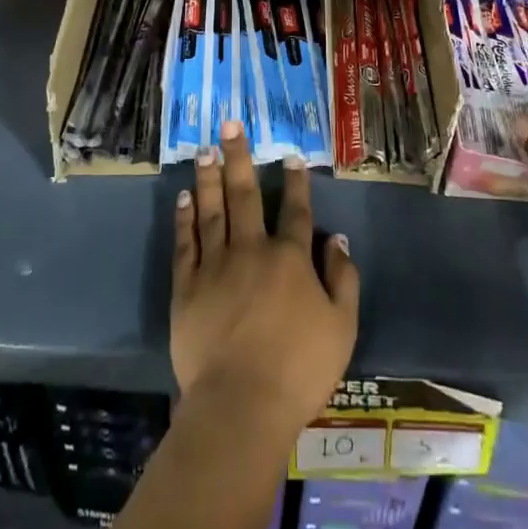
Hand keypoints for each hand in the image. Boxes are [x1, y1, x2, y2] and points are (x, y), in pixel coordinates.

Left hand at [172, 120, 358, 427]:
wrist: (241, 404)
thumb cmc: (299, 369)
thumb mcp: (341, 327)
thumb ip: (343, 279)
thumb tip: (337, 239)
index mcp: (291, 258)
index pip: (296, 210)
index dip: (295, 181)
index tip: (290, 156)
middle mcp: (252, 249)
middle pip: (245, 194)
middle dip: (240, 157)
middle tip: (230, 124)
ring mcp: (216, 265)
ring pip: (212, 209)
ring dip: (209, 177)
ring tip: (206, 149)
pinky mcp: (187, 286)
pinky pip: (186, 243)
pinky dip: (185, 218)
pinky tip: (184, 197)